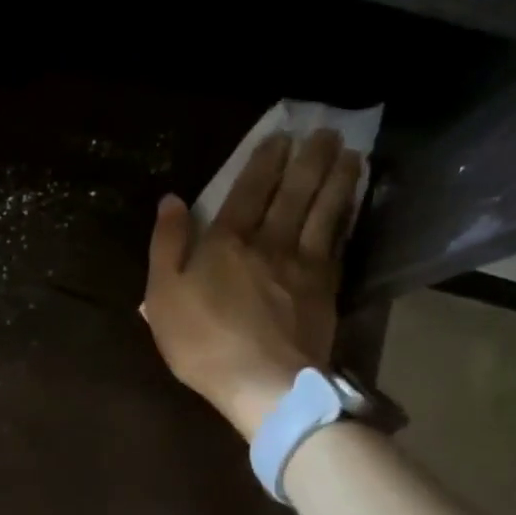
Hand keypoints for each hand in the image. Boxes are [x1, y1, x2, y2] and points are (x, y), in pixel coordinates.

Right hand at [143, 129, 362, 439]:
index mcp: (226, 242)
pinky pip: (339, 242)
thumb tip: (172, 199)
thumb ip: (166, 244)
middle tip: (325, 131)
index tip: (282, 137)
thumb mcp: (163, 295)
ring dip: (336, 179)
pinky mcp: (326, 289)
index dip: (265, 161)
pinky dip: (347, 217)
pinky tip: (353, 204)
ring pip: (323, 211)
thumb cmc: (202, 342)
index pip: (248, 190)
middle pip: (293, 192)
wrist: (263, 383)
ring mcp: (303, 264)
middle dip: (308, 159)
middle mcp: (269, 242)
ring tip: (350, 153)